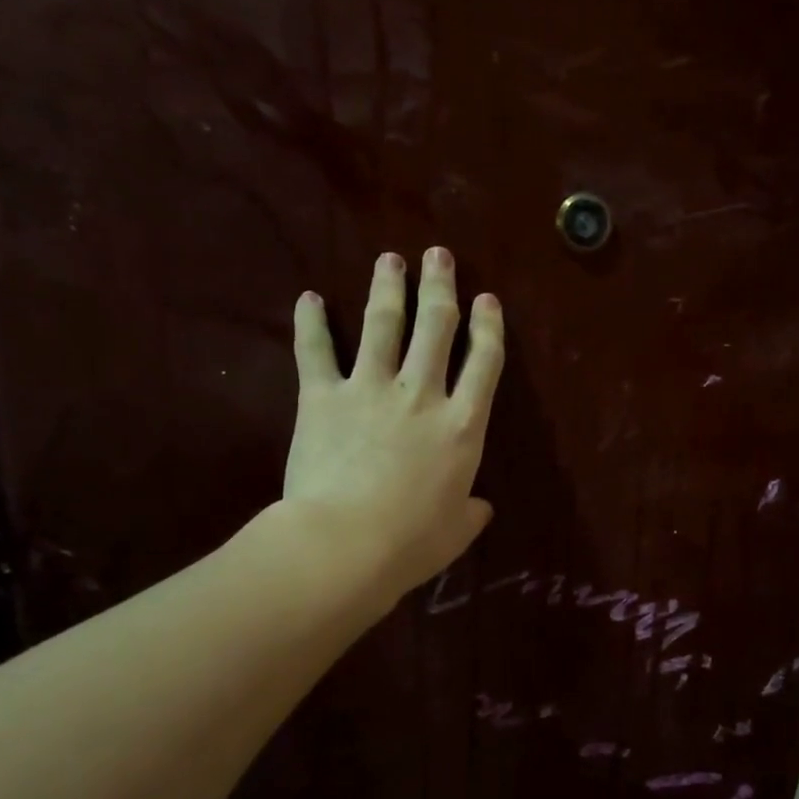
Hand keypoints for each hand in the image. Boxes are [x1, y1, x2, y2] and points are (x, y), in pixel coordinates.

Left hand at [280, 247, 504, 598]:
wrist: (345, 543)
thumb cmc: (411, 542)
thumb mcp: (457, 532)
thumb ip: (471, 512)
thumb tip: (479, 506)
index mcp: (463, 425)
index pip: (484, 362)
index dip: (489, 327)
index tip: (487, 299)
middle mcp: (422, 394)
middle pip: (436, 326)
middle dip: (440, 287)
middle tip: (438, 256)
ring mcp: (370, 389)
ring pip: (382, 324)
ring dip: (388, 287)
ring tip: (390, 259)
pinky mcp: (323, 397)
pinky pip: (316, 351)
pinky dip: (311, 323)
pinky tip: (308, 297)